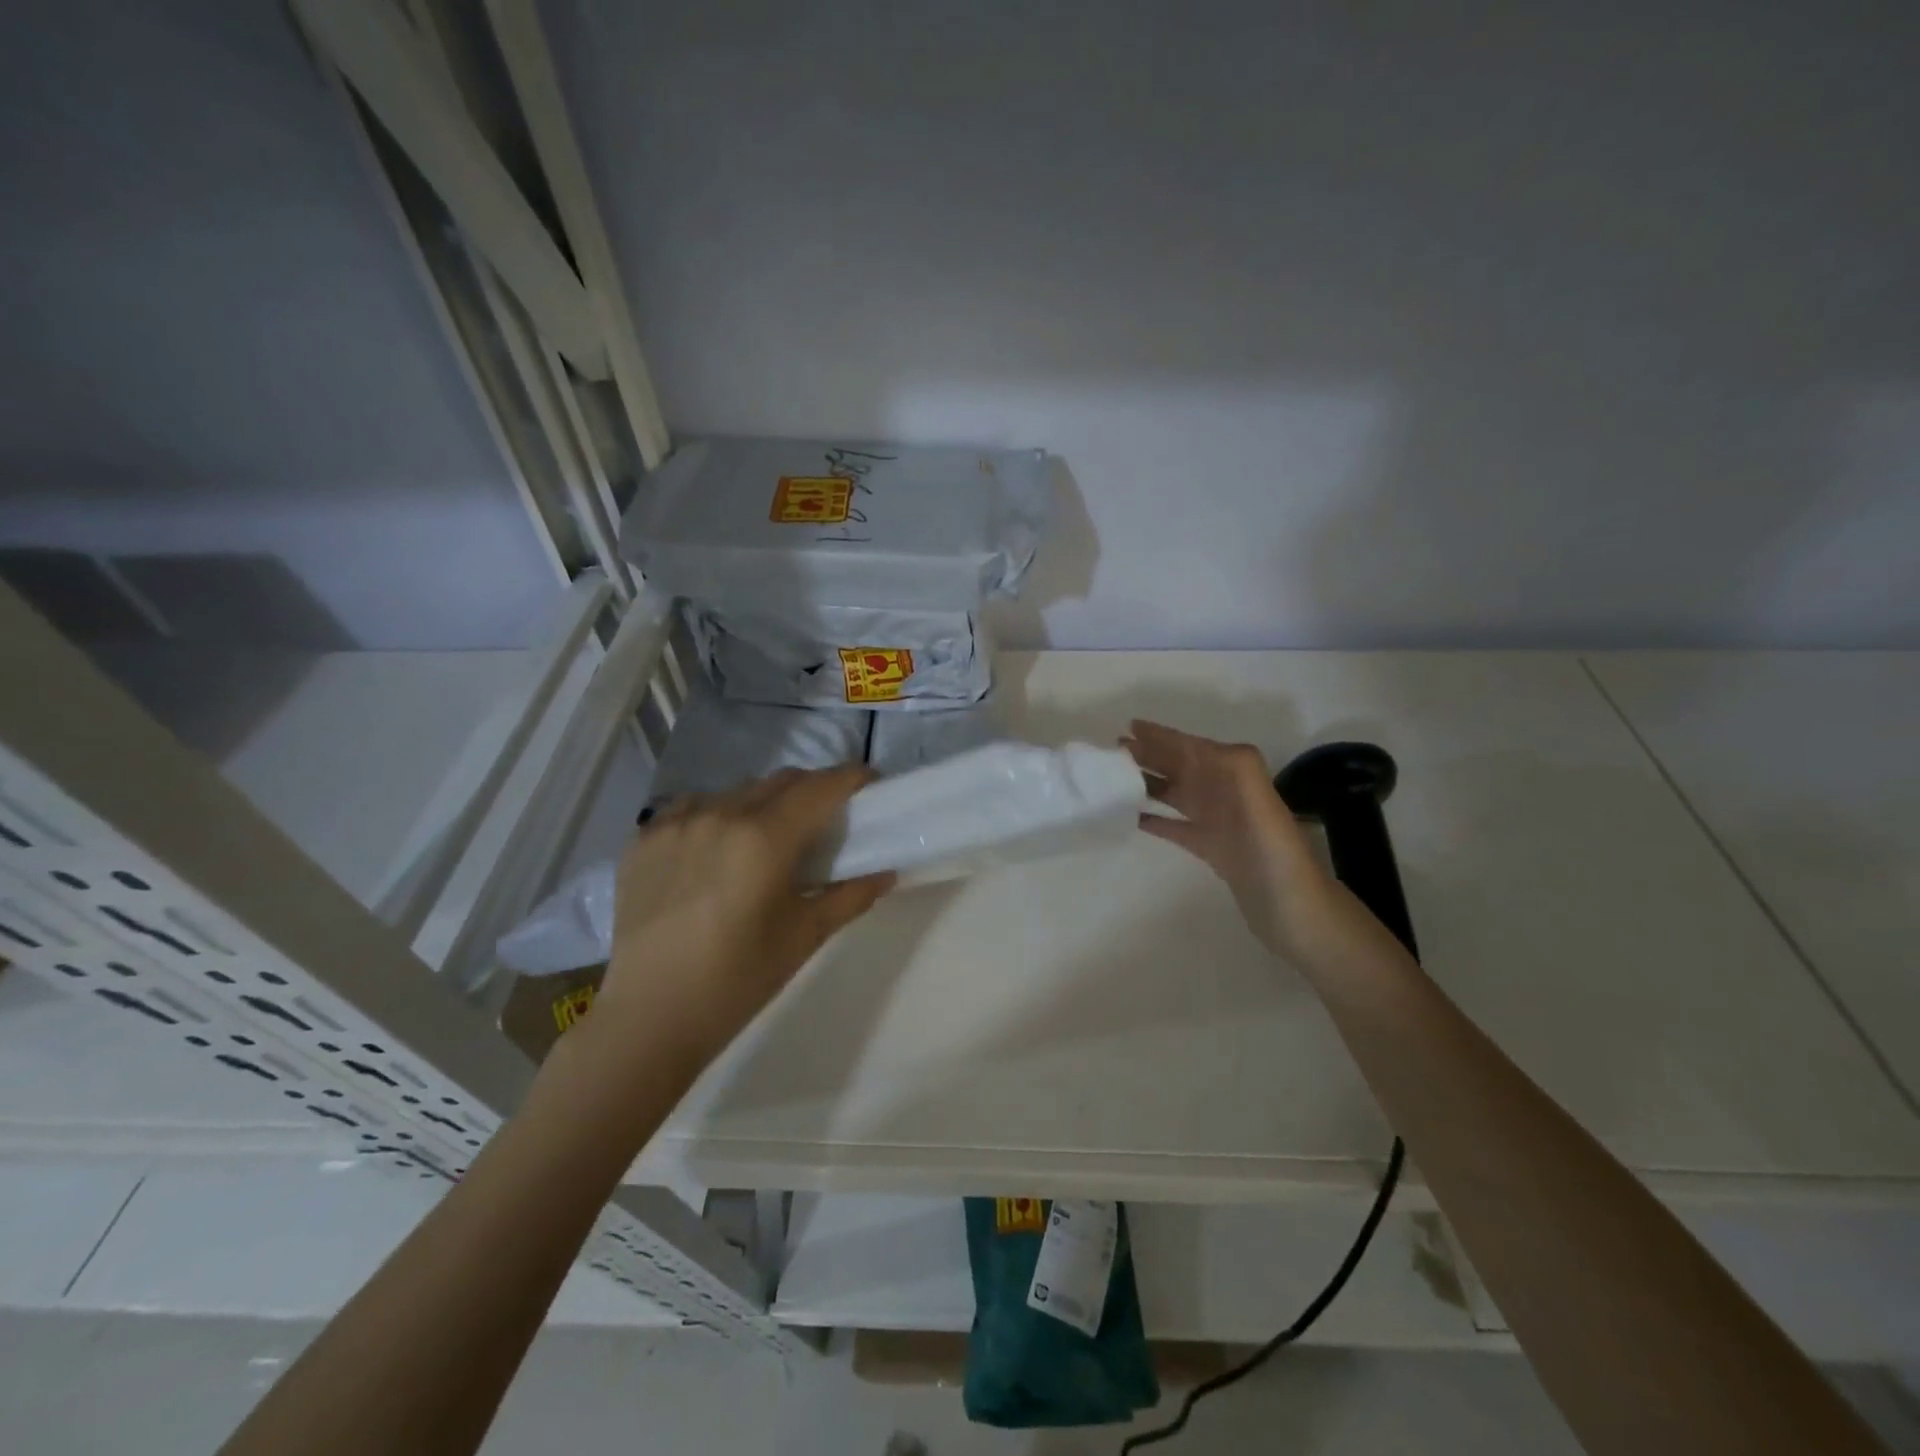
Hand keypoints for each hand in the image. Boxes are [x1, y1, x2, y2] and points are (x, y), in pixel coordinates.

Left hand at [592, 767, 893, 1064]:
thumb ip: (850, 896)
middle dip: (812, 789)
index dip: (851, 778)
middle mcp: (720, 814)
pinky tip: (717, 849)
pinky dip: (717, 816)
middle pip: (781, 781)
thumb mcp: (804, 936)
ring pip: (736, 792)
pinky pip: (693, 808)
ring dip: (764, 802)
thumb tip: (885, 873)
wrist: (650, 1017)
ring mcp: (675, 822)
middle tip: (827, 816)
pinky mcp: (643, 839)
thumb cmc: (738, 980)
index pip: (820, 787)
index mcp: (764, 838)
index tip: (869, 784)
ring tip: (768, 836)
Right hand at [1122, 719, 1331, 959]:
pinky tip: (1132, 817)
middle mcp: (1226, 794)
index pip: (1193, 748)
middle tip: (1113, 751)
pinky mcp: (1211, 849)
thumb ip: (1237, 771)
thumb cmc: (1276, 856)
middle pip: (1182, 767)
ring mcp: (1217, 822)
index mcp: (1237, 778)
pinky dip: (1155, 820)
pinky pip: (1176, 827)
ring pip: (1177, 793)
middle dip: (1151, 754)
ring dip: (1149, 782)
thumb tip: (1198, 745)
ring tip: (1117, 778)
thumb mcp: (1262, 805)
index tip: (1130, 727)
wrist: (1296, 913)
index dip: (1164, 736)